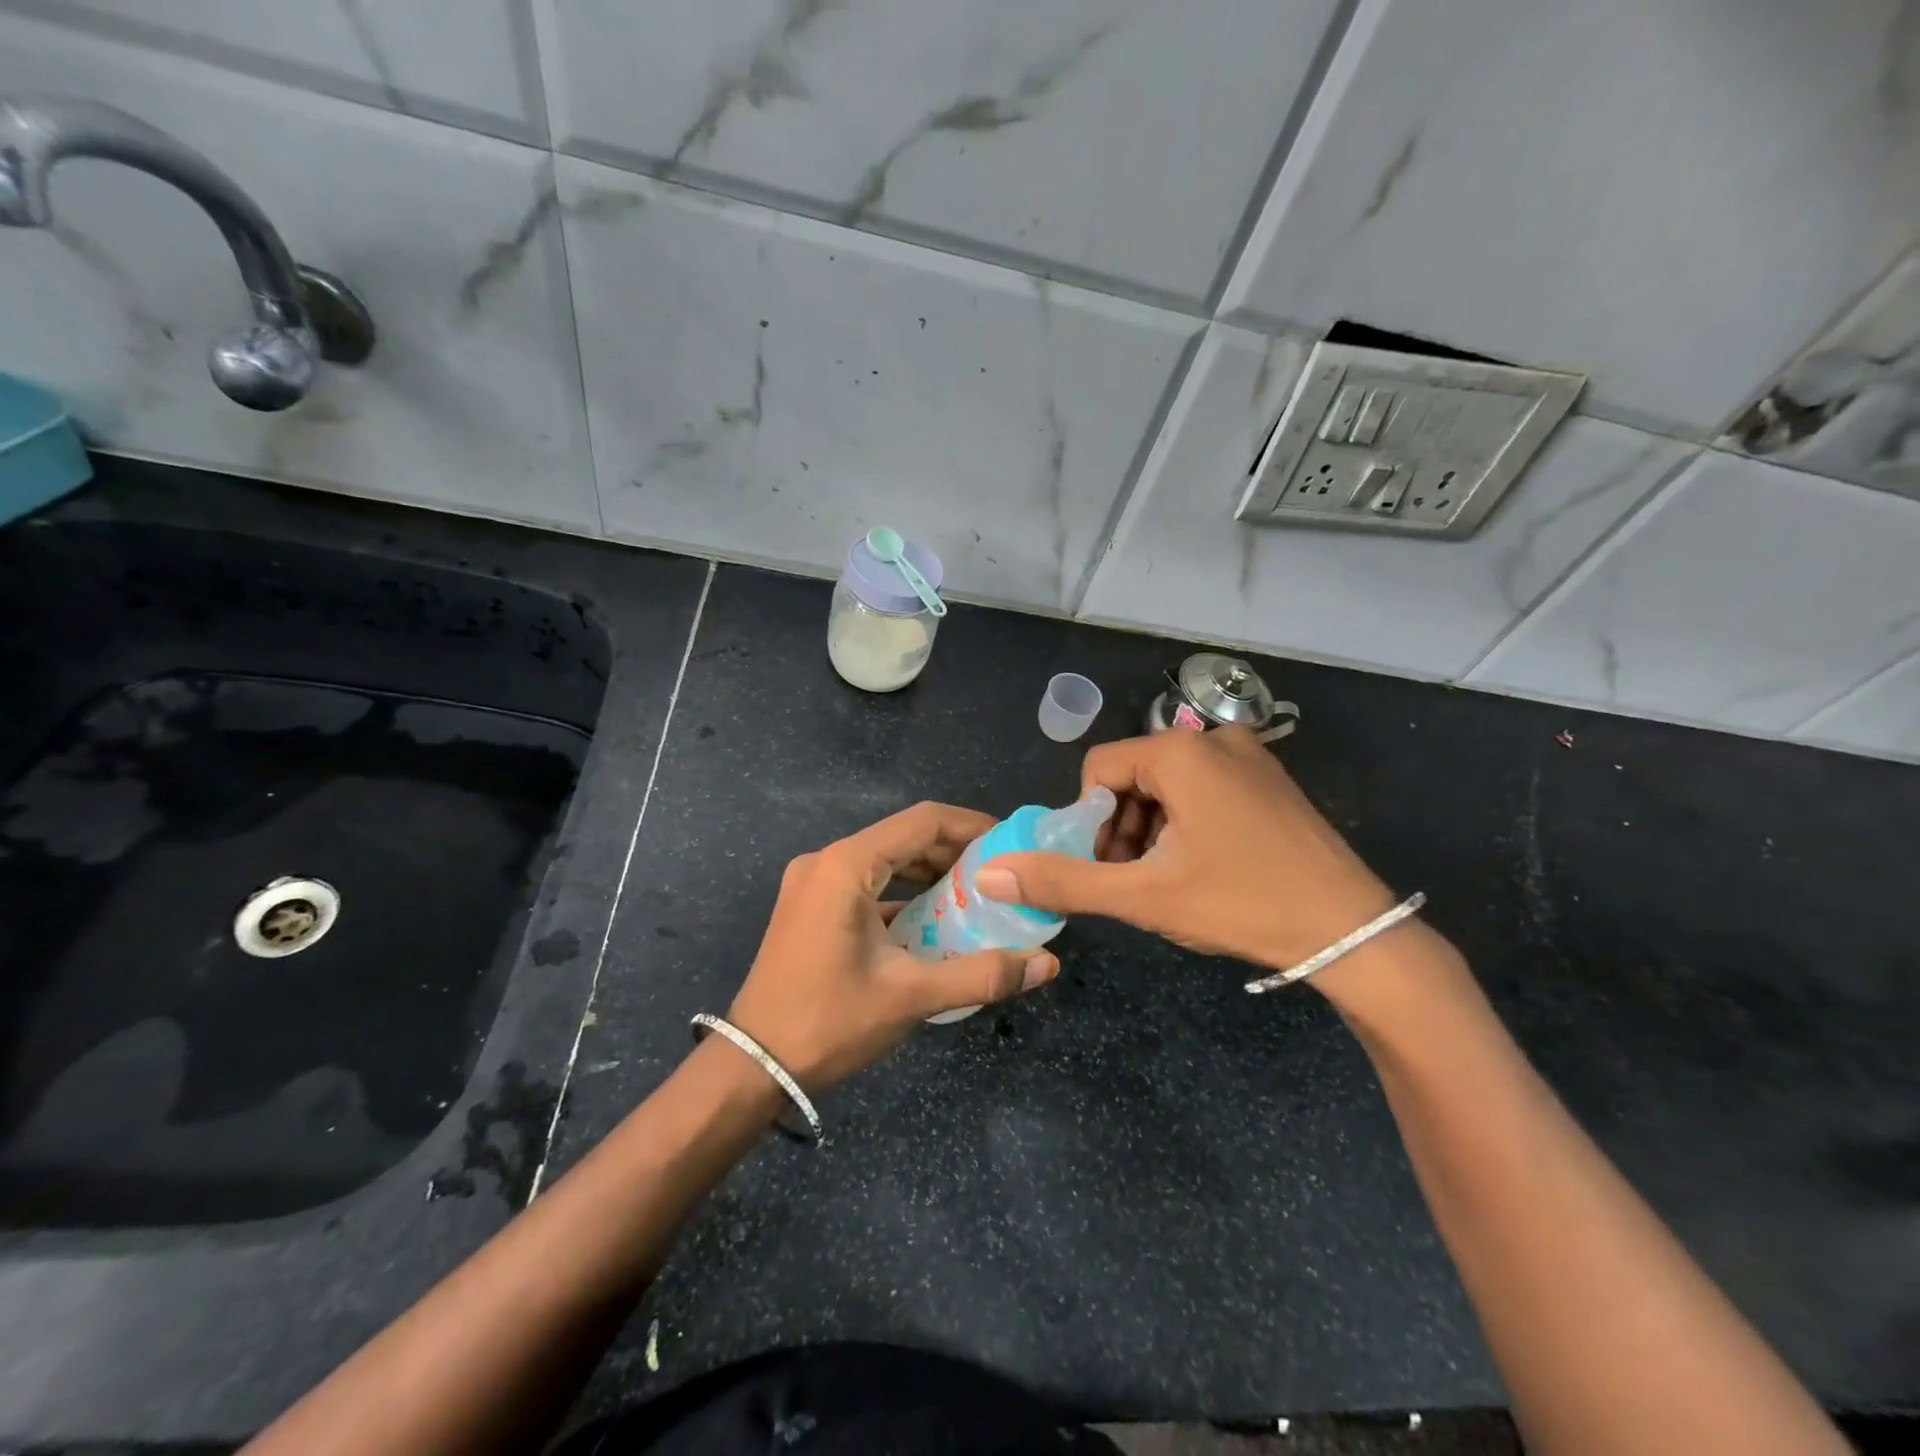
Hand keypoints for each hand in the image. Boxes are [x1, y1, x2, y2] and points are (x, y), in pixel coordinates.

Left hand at [726, 802, 1059, 1090]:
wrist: (752, 1065)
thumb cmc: (829, 1022)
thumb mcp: (910, 996)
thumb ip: (981, 974)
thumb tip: (1047, 965)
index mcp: (846, 866)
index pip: (922, 822)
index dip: (970, 825)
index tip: (1010, 842)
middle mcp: (826, 861)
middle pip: (903, 837)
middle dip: (953, 851)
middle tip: (998, 874)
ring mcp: (812, 882)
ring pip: (883, 860)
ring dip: (927, 872)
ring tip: (973, 895)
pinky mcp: (809, 905)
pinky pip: (865, 882)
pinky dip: (901, 892)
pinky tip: (930, 919)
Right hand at [977, 728, 1397, 973]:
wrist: (1353, 931)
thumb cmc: (1242, 904)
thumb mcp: (1144, 897)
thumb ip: (1064, 881)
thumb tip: (990, 873)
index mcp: (1181, 753)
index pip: (1099, 770)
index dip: (1090, 821)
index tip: (1109, 868)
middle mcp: (1215, 739)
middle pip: (1134, 775)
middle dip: (1122, 828)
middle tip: (1136, 880)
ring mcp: (1250, 756)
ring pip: (1169, 784)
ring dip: (1152, 828)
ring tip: (1169, 880)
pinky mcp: (1271, 778)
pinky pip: (1205, 787)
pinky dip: (1187, 821)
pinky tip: (1205, 866)